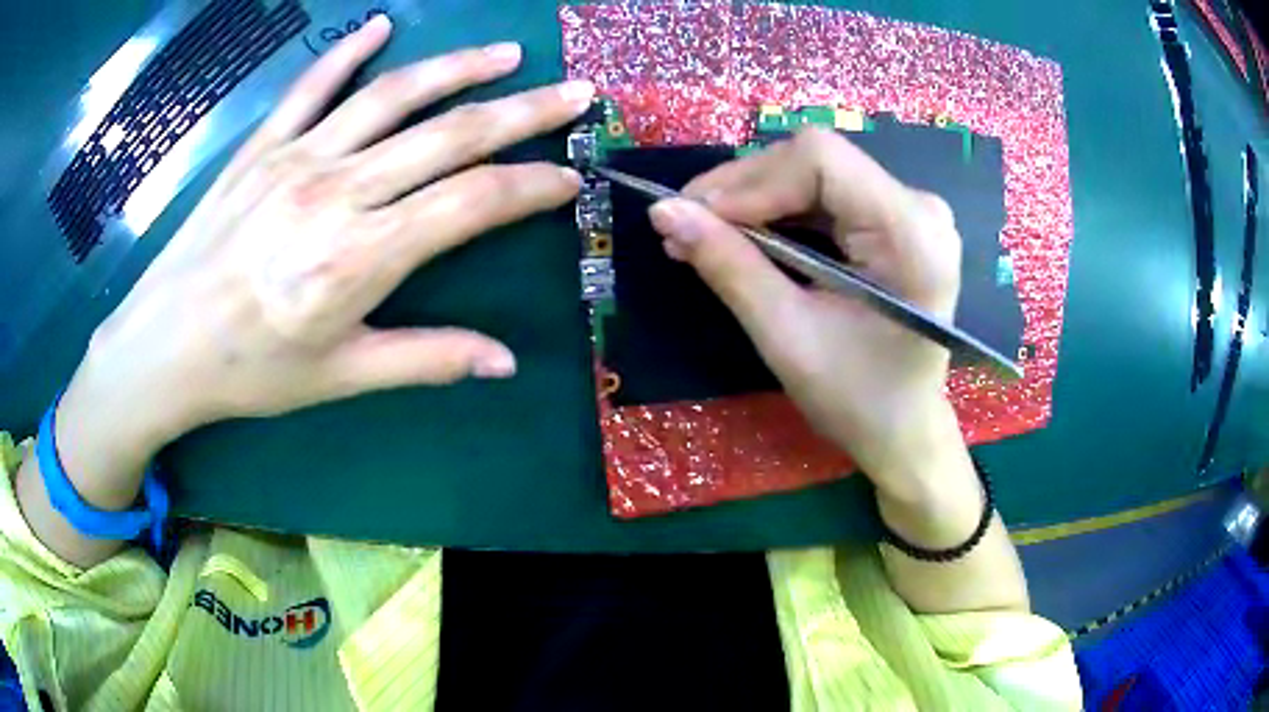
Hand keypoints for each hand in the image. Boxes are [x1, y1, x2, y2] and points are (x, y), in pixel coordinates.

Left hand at [71, 17, 593, 460]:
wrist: (165, 345)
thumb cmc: (251, 370)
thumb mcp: (341, 375)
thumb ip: (427, 359)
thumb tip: (505, 363)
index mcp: (361, 257)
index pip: (472, 203)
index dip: (532, 187)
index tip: (570, 178)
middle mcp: (338, 192)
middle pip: (449, 135)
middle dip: (523, 112)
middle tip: (575, 94)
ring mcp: (297, 158)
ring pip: (393, 96)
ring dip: (457, 68)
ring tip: (506, 55)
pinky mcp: (263, 146)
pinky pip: (313, 85)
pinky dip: (349, 51)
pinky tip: (381, 25)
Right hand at [647, 128, 962, 501]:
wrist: (903, 430)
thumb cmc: (856, 399)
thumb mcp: (787, 336)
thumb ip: (729, 266)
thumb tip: (663, 210)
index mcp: (912, 233)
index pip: (821, 160)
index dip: (751, 181)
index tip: (696, 218)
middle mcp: (919, 207)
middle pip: (815, 161)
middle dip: (742, 189)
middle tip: (682, 225)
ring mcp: (910, 210)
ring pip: (814, 173)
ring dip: (752, 200)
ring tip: (700, 233)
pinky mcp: (894, 221)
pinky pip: (825, 196)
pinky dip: (777, 213)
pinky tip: (740, 236)